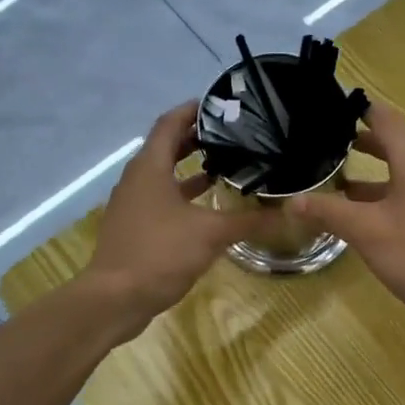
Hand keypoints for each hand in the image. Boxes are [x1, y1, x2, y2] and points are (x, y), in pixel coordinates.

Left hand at [83, 103, 266, 330]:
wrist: (115, 299)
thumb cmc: (160, 253)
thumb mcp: (211, 234)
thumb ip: (250, 221)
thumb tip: (290, 213)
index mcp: (150, 167)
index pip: (170, 123)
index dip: (193, 110)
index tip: (221, 105)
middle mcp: (137, 179)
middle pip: (166, 147)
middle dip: (196, 138)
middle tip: (232, 135)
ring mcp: (133, 204)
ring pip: (164, 175)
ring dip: (190, 168)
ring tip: (226, 165)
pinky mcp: (134, 227)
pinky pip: (161, 198)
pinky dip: (183, 195)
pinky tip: (208, 207)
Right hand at [290, 103, 404, 327]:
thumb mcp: (367, 232)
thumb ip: (329, 212)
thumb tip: (291, 200)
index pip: (385, 119)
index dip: (359, 108)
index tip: (329, 106)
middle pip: (391, 145)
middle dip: (358, 142)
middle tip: (322, 143)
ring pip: (396, 174)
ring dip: (367, 175)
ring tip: (332, 180)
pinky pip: (403, 197)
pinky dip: (379, 197)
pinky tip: (358, 217)